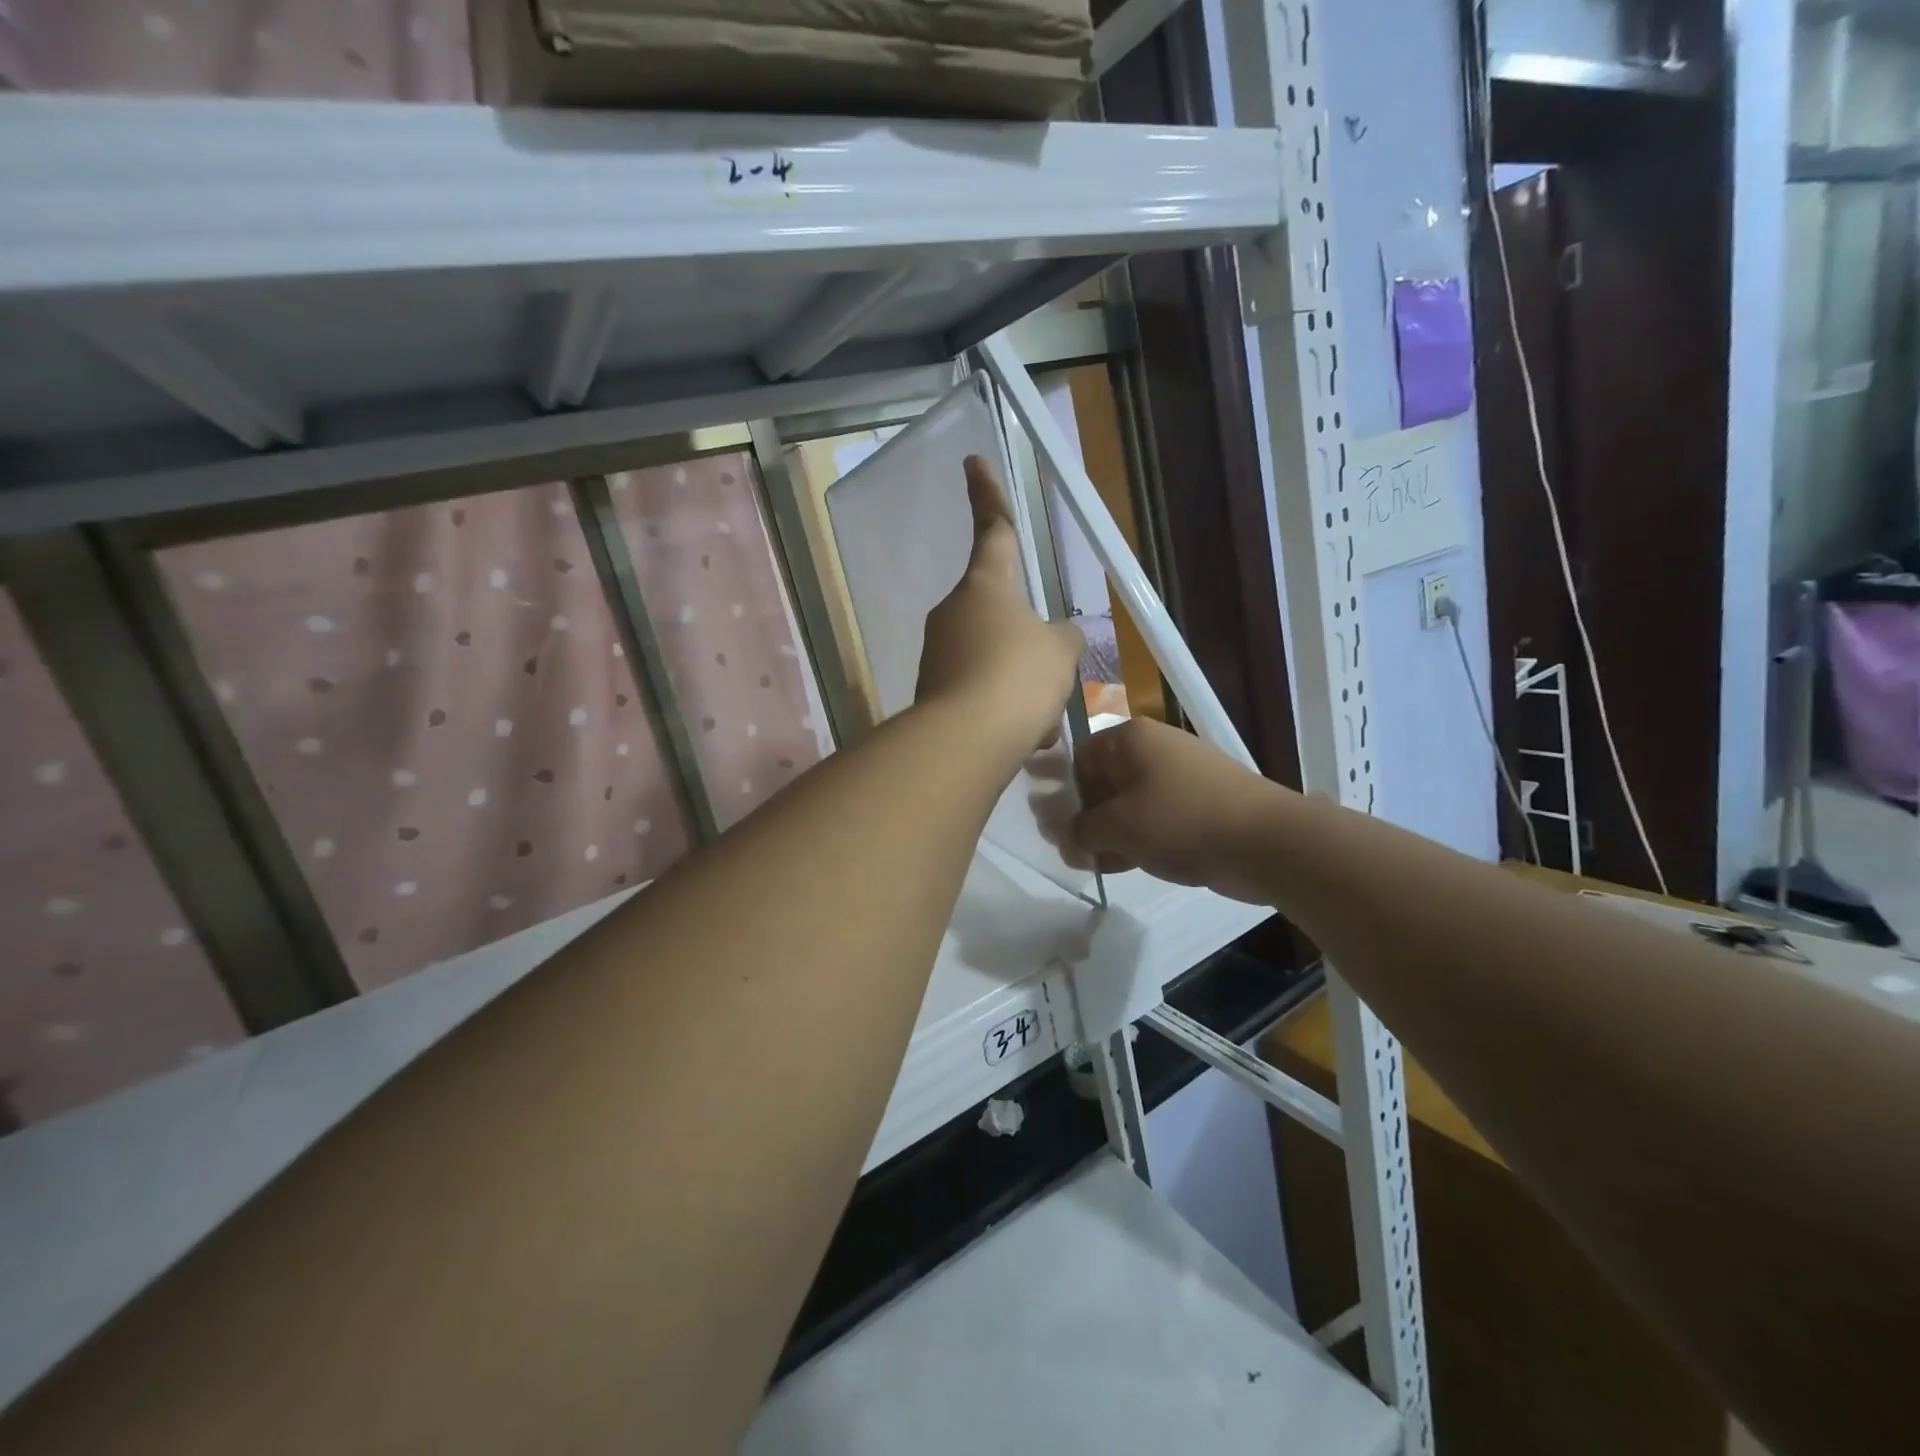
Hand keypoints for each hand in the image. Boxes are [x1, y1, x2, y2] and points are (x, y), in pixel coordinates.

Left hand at [916, 456, 1084, 756]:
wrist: (965, 740)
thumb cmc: (1018, 677)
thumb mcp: (1058, 653)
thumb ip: (1062, 639)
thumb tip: (1057, 639)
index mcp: (986, 586)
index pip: (993, 529)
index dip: (988, 495)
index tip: (972, 461)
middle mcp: (953, 612)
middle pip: (999, 613)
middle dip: (1026, 644)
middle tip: (1050, 677)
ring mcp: (937, 653)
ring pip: (993, 660)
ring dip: (1019, 685)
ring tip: (1039, 718)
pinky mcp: (931, 692)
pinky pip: (979, 693)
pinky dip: (1002, 711)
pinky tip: (1019, 737)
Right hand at [1070, 717, 1287, 904]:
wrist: (1266, 841)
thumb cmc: (1182, 820)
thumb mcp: (1118, 826)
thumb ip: (1080, 830)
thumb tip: (1066, 837)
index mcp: (1130, 739)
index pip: (1078, 758)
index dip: (1059, 792)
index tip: (1049, 827)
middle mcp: (1152, 750)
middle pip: (1101, 782)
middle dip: (1081, 818)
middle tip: (1068, 851)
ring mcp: (1177, 778)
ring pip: (1126, 804)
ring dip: (1106, 833)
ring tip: (1091, 864)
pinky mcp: (1195, 805)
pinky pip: (1152, 819)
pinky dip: (1134, 839)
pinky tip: (1121, 866)